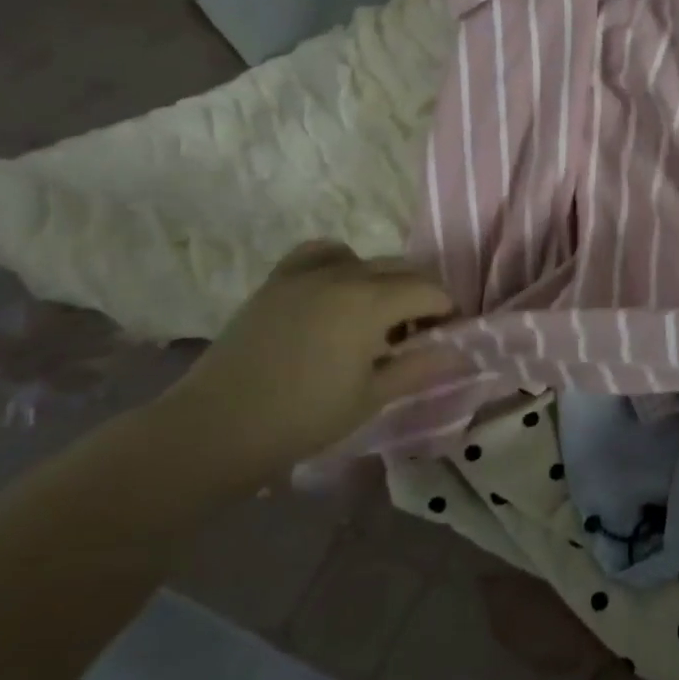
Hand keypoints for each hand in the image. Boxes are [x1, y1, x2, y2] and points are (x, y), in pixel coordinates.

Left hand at [155, 242, 456, 481]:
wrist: (217, 426)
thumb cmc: (304, 418)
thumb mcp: (372, 397)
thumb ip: (420, 367)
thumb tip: (462, 353)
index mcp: (372, 302)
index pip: (430, 291)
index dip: (447, 312)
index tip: (445, 338)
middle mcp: (344, 274)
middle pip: (404, 269)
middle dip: (422, 296)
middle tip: (417, 335)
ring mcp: (307, 272)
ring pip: (367, 260)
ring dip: (385, 282)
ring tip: (378, 317)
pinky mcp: (279, 279)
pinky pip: (322, 252)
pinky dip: (342, 263)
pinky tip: (338, 291)